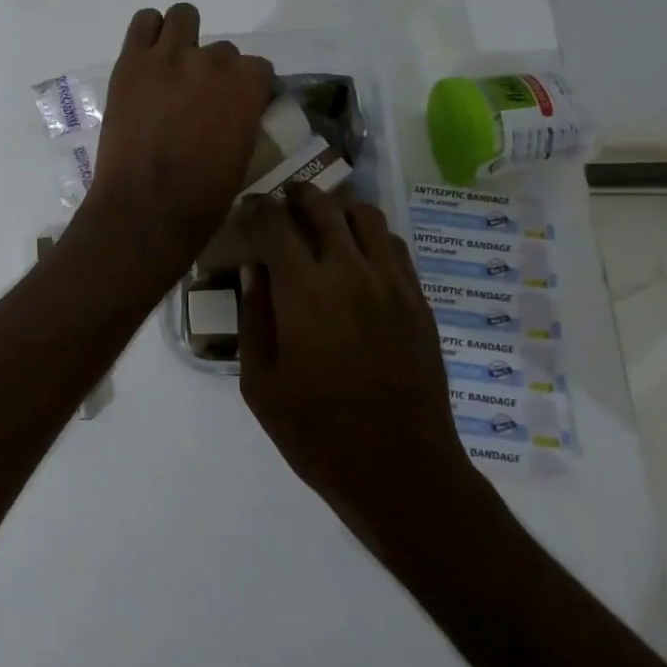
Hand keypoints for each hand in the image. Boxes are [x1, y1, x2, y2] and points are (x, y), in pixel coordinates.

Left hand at [78, 4, 272, 271]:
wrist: (144, 209)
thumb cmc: (201, 199)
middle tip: (196, 99)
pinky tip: (147, 58)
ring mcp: (169, 57)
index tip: (236, 105)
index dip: (248, 87)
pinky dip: (148, 33)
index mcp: (247, 87)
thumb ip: (244, 119)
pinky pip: (144, 22)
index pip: (259, 68)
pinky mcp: (131, 62)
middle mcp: (212, 62)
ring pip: (183, 16)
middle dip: (214, 72)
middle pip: (223, 50)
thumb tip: (236, 111)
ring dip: (183, 37)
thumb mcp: (243, 157)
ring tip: (172, 67)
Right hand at [238, 187, 466, 537]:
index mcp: (304, 291)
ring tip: (322, 224)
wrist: (399, 470)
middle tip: (282, 204)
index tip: (248, 208)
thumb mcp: (260, 382)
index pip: (277, 224)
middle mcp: (350, 272)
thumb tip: (254, 269)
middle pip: (324, 207)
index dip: (259, 208)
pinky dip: (370, 236)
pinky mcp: (418, 300)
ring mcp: (392, 284)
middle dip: (298, 197)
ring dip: (338, 210)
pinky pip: (395, 246)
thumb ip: (254, 317)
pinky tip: (357, 256)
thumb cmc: (316, 432)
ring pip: (367, 216)